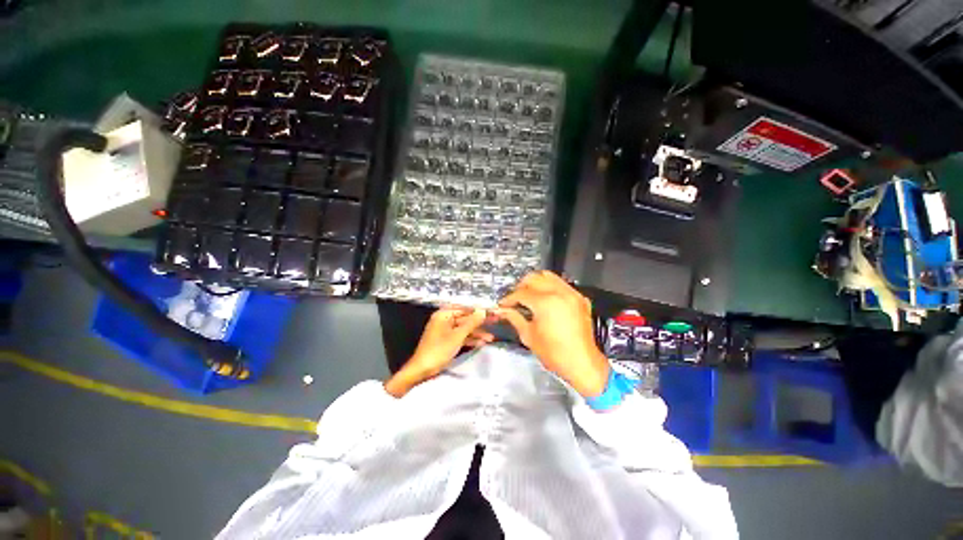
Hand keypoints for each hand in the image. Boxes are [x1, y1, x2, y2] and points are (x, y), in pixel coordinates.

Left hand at [385, 307, 487, 396]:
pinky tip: (482, 342)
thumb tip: (482, 310)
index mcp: (444, 314)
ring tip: (492, 337)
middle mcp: (445, 320)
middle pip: (466, 318)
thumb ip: (471, 322)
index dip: (479, 310)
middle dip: (480, 322)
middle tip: (496, 320)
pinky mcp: (447, 341)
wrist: (422, 370)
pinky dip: (470, 340)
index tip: (492, 310)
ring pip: (465, 329)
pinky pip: (461, 337)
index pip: (465, 308)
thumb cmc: (438, 350)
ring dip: (477, 333)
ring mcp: (446, 331)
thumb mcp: (457, 336)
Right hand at [496, 271, 609, 396]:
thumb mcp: (529, 336)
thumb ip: (514, 318)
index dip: (509, 298)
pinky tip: (545, 299)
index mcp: (545, 303)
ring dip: (536, 283)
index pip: (521, 293)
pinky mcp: (580, 298)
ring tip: (529, 295)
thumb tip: (503, 311)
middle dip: (521, 286)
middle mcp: (559, 293)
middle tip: (515, 298)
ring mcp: (571, 294)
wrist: (582, 363)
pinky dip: (550, 287)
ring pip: (549, 276)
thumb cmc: (555, 353)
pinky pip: (562, 284)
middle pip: (534, 278)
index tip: (503, 304)